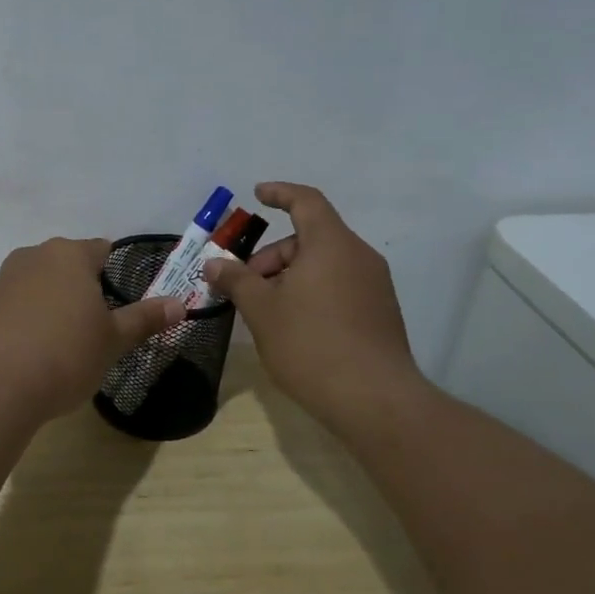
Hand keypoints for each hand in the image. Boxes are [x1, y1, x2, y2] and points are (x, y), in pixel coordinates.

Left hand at [0, 237, 185, 420]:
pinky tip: (34, 354)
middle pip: (69, 266)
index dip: (116, 276)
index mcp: (69, 254)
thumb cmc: (65, 355)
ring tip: (64, 346)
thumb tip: (179, 304)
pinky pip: (17, 306)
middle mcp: (33, 256)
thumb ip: (145, 318)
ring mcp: (3, 279)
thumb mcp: (113, 340)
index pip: (102, 250)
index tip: (122, 307)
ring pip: (41, 285)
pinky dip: (29, 321)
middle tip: (97, 330)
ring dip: (55, 305)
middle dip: (85, 291)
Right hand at [203, 182, 430, 430]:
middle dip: (272, 256)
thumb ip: (236, 280)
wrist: (374, 399)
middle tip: (245, 286)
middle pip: (310, 238)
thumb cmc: (310, 344)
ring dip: (290, 277)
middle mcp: (358, 256)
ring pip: (324, 265)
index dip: (279, 193)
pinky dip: (312, 292)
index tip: (257, 195)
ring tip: (266, 311)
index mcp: (331, 244)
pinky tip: (294, 326)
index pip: (306, 201)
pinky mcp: (380, 313)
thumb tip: (214, 264)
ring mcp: (374, 286)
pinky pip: (339, 286)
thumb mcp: (261, 310)